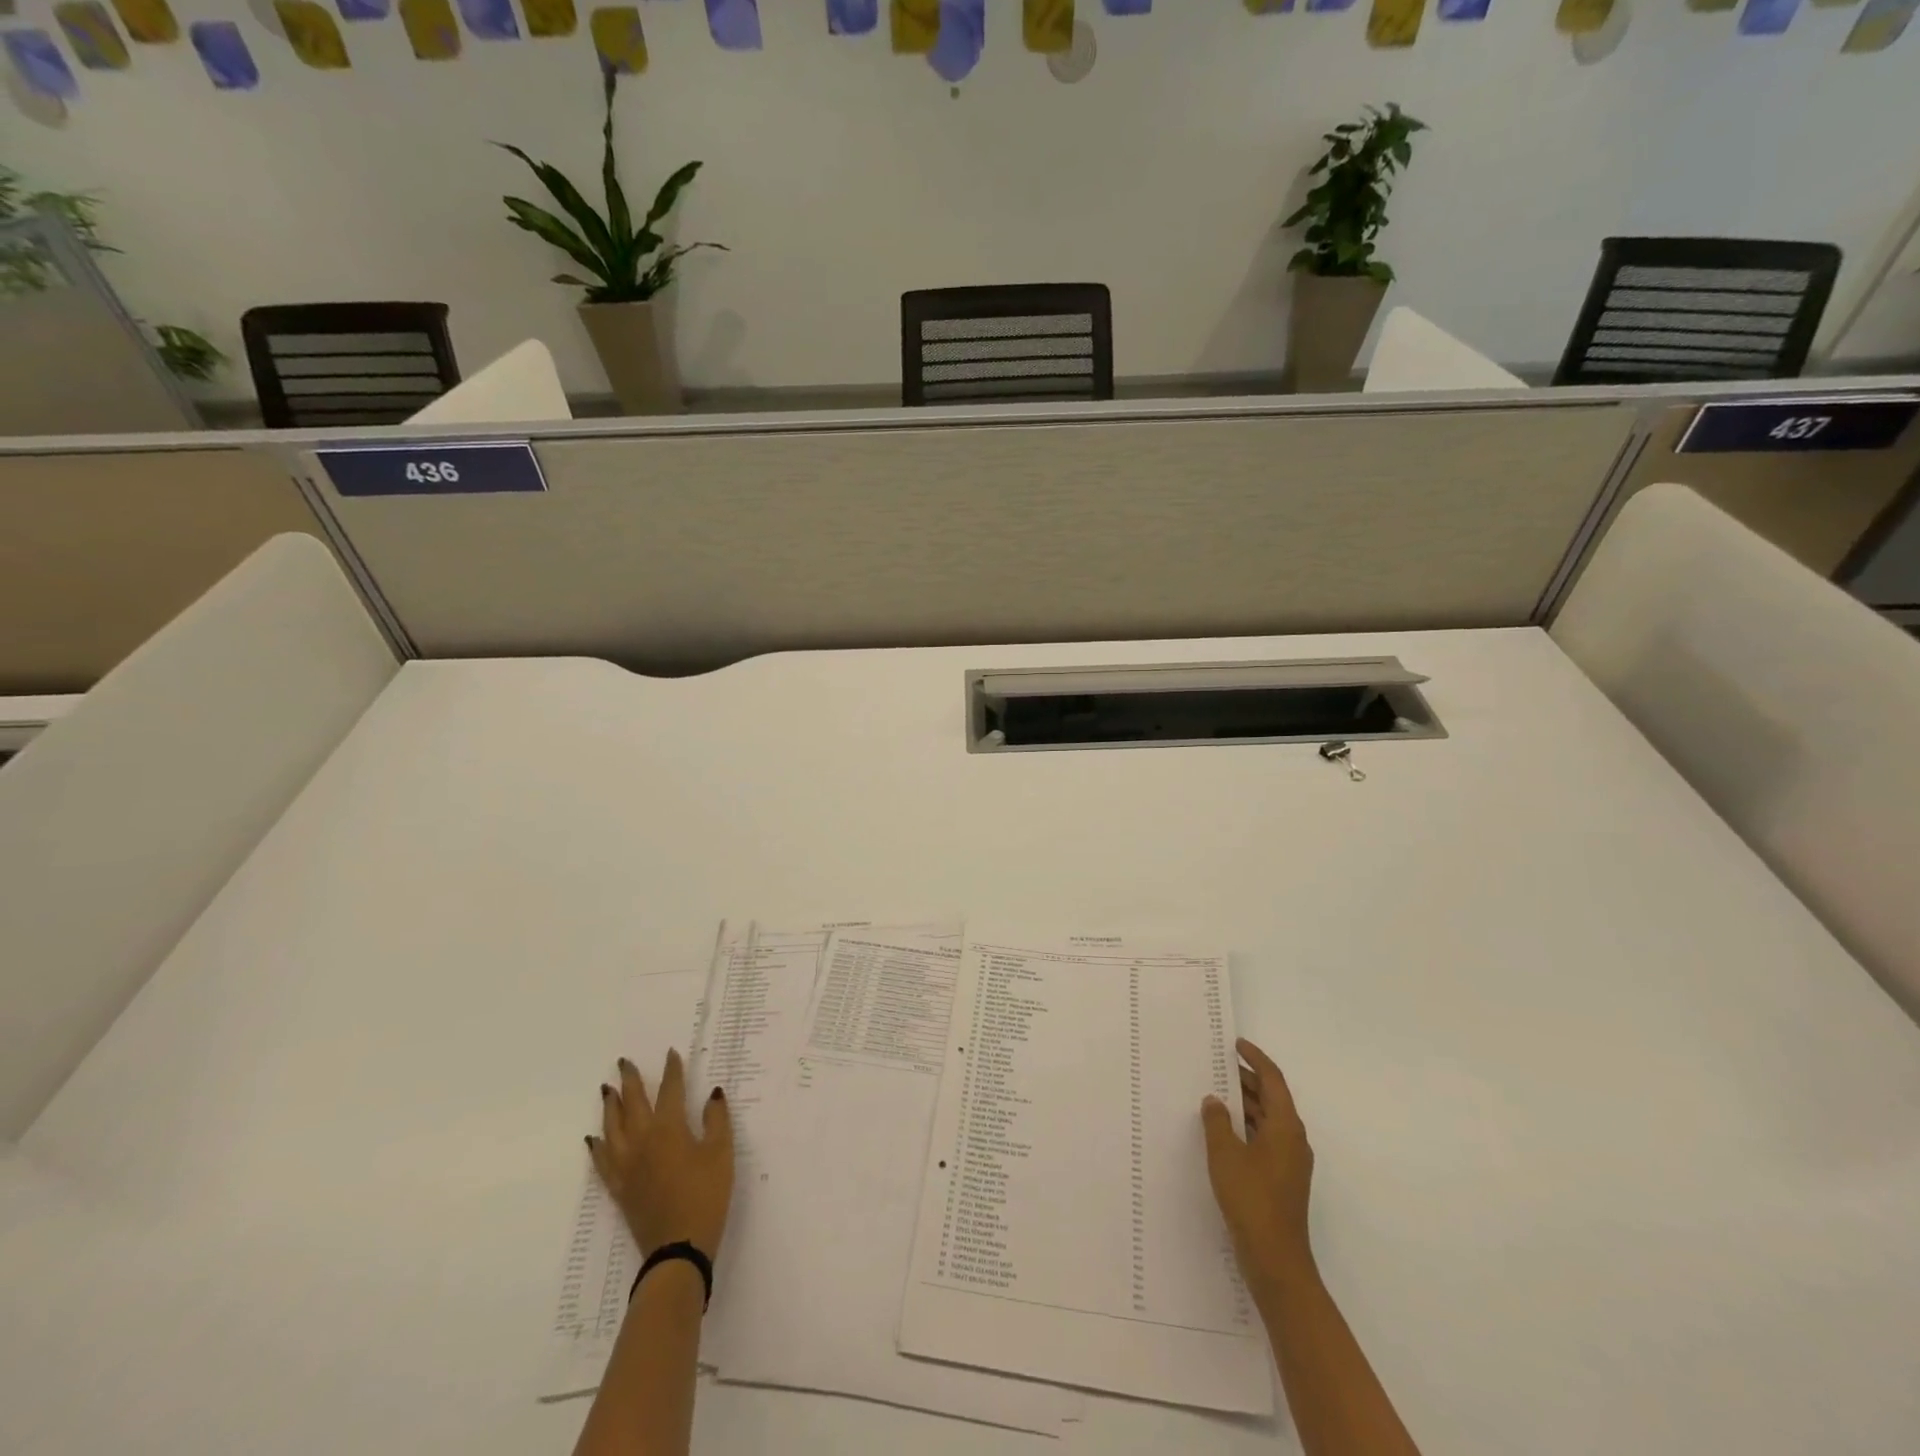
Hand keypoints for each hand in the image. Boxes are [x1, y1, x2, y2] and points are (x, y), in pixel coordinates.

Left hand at [587, 1048, 733, 1259]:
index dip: (671, 1071)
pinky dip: (597, 1146)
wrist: (678, 1249)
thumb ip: (716, 1120)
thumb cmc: (706, 1196)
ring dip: (610, 1106)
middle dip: (630, 1080)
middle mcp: (642, 1141)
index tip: (670, 1054)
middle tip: (624, 1062)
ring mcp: (627, 1166)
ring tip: (607, 1090)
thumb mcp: (722, 1154)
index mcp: (669, 1129)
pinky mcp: (619, 1188)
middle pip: (633, 1103)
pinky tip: (594, 1138)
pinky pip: (602, 1161)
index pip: (670, 1091)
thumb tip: (712, 1094)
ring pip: (612, 1128)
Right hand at [1201, 1037, 1315, 1294]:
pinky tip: (1221, 1132)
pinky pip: (1263, 1139)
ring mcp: (1289, 1162)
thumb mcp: (1225, 1154)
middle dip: (1246, 1080)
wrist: (1275, 1260)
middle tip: (1216, 1066)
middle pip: (1271, 1098)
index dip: (1256, 1058)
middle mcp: (1293, 1139)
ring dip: (1244, 1105)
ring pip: (1267, 1120)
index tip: (1236, 1044)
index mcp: (1286, 1127)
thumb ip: (1217, 1121)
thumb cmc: (1251, 1199)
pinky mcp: (1281, 1180)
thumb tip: (1214, 1100)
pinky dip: (1245, 1127)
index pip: (1273, 1080)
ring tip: (1214, 1094)